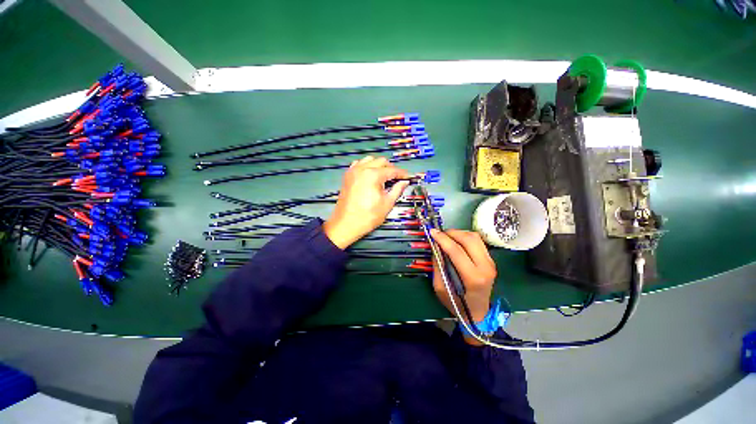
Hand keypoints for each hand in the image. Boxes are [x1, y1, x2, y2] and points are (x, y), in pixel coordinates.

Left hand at [323, 156, 409, 248]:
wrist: (346, 224)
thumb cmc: (366, 217)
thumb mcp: (387, 204)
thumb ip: (397, 190)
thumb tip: (404, 182)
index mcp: (373, 175)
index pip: (392, 170)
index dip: (402, 174)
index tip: (407, 177)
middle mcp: (362, 169)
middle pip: (381, 161)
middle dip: (391, 168)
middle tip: (397, 178)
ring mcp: (353, 172)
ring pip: (370, 160)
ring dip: (379, 165)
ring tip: (384, 177)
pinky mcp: (347, 176)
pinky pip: (359, 164)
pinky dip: (366, 166)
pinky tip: (371, 176)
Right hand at [430, 229, 496, 344]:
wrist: (478, 313)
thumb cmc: (456, 303)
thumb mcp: (440, 287)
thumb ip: (438, 265)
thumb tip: (435, 246)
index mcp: (473, 278)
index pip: (456, 251)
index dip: (442, 239)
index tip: (432, 232)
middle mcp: (485, 267)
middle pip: (469, 240)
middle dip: (451, 233)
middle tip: (439, 234)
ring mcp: (491, 262)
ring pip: (475, 238)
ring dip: (459, 233)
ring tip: (447, 237)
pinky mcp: (491, 260)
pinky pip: (478, 242)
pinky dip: (465, 237)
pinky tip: (456, 241)